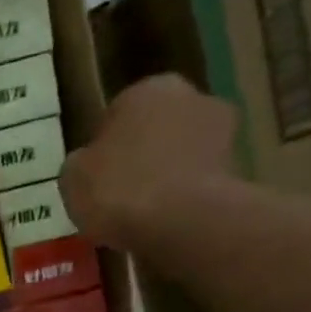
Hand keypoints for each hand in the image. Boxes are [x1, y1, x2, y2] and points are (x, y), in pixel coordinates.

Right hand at [59, 74, 236, 250]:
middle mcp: (190, 96)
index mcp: (147, 89)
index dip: (102, 148)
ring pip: (179, 152)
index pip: (116, 114)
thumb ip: (81, 163)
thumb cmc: (119, 190)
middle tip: (118, 192)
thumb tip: (89, 164)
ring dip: (165, 173)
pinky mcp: (238, 167)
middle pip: (154, 128)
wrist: (182, 222)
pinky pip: (197, 179)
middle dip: (140, 154)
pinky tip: (165, 221)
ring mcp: (221, 130)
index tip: (94, 177)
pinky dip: (183, 195)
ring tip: (142, 212)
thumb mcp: (73, 177)